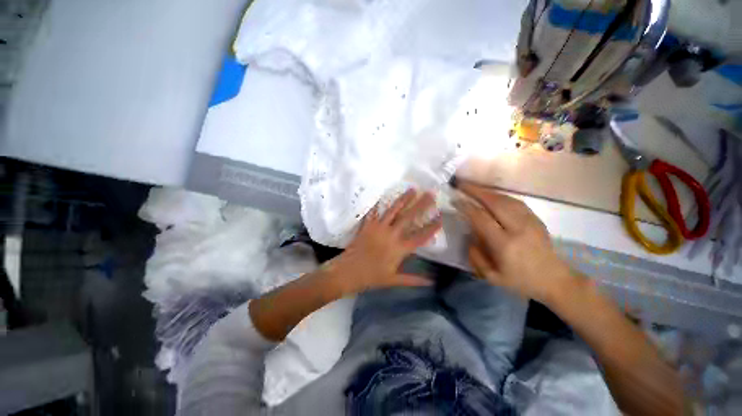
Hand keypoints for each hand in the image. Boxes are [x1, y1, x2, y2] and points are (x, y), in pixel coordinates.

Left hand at [326, 189, 442, 294]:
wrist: (348, 272)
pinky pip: (373, 212)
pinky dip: (377, 204)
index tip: (441, 217)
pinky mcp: (367, 225)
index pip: (420, 236)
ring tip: (412, 189)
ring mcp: (379, 228)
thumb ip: (413, 280)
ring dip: (403, 199)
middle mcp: (391, 235)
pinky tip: (382, 196)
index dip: (432, 227)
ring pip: (393, 210)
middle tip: (430, 193)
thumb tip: (431, 282)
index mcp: (400, 249)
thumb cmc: (372, 277)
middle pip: (409, 217)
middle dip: (421, 205)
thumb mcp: (394, 280)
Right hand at [453, 180, 572, 303]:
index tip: (455, 200)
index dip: (466, 206)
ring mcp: (530, 221)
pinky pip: (515, 202)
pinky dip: (500, 196)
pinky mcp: (536, 219)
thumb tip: (469, 236)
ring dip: (487, 191)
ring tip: (472, 187)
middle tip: (461, 184)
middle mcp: (517, 229)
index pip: (481, 218)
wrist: (555, 280)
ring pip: (505, 199)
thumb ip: (475, 256)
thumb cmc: (520, 281)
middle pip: (494, 203)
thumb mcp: (492, 277)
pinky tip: (491, 195)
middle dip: (475, 191)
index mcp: (504, 244)